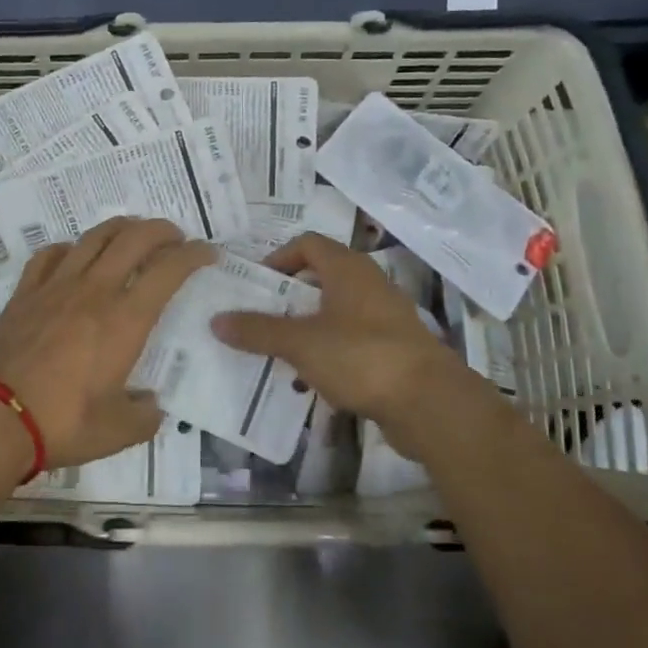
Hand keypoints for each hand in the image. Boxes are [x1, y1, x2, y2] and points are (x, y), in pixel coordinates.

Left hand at [0, 218, 215, 467]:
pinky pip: (49, 255)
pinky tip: (74, 256)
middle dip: (161, 230)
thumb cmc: (62, 423)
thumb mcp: (117, 432)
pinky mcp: (25, 293)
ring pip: (93, 237)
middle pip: (134, 239)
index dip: (193, 255)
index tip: (207, 253)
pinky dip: (70, 248)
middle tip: (175, 237)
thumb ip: (144, 416)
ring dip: (120, 228)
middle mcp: (94, 291)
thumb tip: (151, 404)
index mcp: (125, 320)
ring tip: (132, 233)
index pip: (168, 270)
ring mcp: (55, 287)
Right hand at [210, 232, 491, 457]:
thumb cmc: (362, 357)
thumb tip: (216, 320)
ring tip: (278, 351)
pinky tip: (311, 378)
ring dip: (306, 328)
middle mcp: (368, 284)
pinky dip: (328, 352)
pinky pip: (351, 341)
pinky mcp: (394, 350)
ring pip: (334, 313)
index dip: (278, 257)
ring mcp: (385, 318)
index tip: (256, 285)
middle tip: (259, 317)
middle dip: (287, 297)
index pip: (307, 243)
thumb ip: (258, 330)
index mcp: (348, 269)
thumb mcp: (301, 343)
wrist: (431, 404)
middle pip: (320, 277)